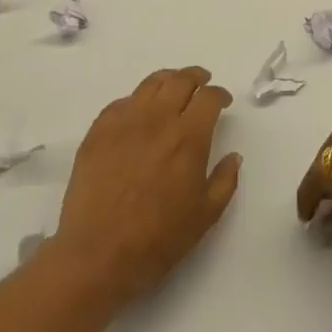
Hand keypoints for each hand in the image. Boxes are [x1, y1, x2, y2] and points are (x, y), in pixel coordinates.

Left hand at [50, 66, 241, 304]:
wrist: (98, 253)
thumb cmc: (158, 238)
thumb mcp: (206, 215)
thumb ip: (225, 181)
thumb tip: (233, 156)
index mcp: (188, 137)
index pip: (209, 97)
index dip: (220, 94)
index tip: (223, 101)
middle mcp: (157, 119)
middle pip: (180, 80)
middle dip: (196, 77)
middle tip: (202, 83)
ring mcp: (124, 122)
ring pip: (150, 84)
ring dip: (168, 81)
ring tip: (173, 88)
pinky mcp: (98, 131)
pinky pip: (121, 103)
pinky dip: (137, 101)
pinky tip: (139, 113)